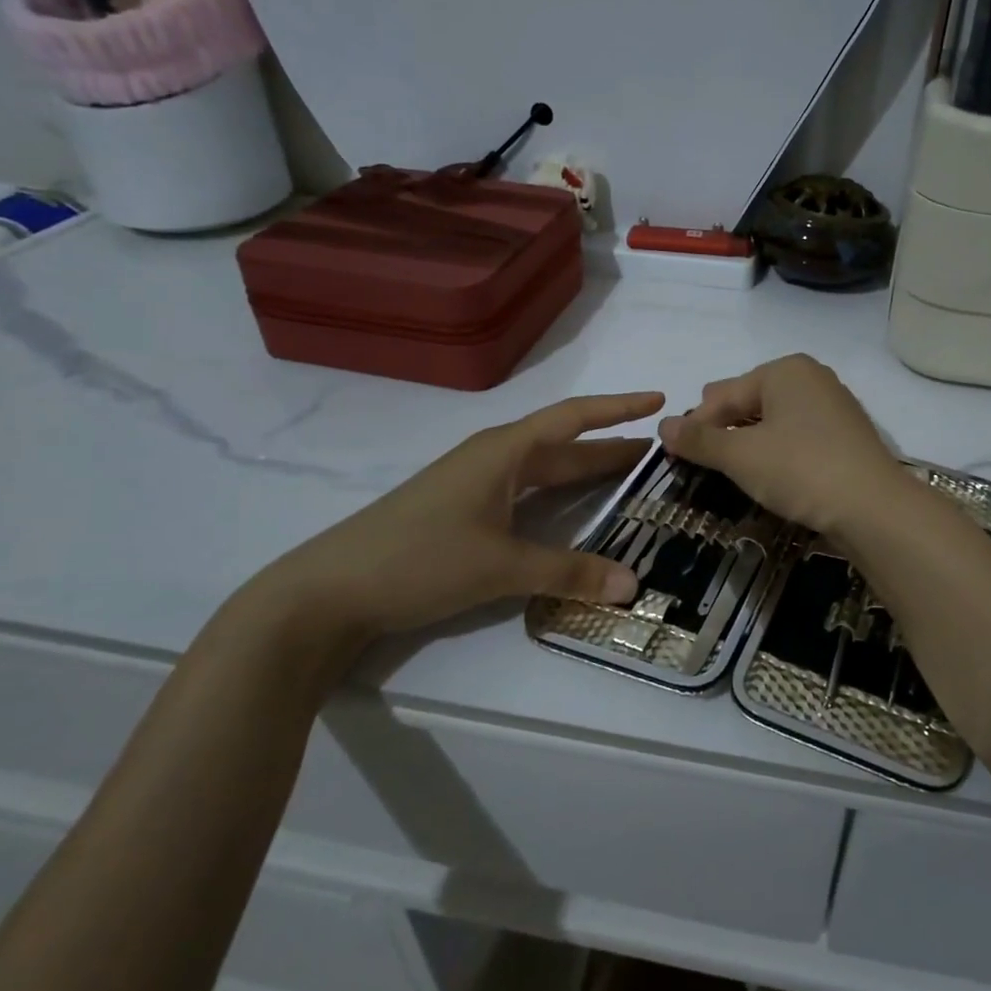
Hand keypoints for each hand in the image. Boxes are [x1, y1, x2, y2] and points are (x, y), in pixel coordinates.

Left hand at [231, 392, 662, 653]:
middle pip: (564, 444)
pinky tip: (573, 513)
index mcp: (503, 451)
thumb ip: (568, 573)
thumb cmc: (418, 560)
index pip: (573, 418)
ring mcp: (475, 484)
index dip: (618, 408)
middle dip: (611, 444)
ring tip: (631, 477)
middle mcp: (493, 458)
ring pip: (545, 470)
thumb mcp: (499, 567)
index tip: (659, 399)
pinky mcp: (464, 511)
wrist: (329, 591)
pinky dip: (560, 497)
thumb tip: (633, 586)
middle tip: (661, 450)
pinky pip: (527, 493)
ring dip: (586, 471)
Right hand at [657, 355, 905, 534]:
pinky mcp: (846, 436)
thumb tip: (663, 424)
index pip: (725, 394)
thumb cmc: (801, 469)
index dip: (696, 423)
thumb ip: (700, 440)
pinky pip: (797, 434)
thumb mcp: (741, 456)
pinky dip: (776, 448)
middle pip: (750, 399)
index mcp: (785, 370)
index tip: (673, 451)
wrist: (874, 507)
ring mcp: (833, 406)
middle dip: (723, 425)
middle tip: (699, 453)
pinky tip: (768, 470)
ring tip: (728, 464)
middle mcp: (811, 378)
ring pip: (775, 418)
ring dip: (748, 439)